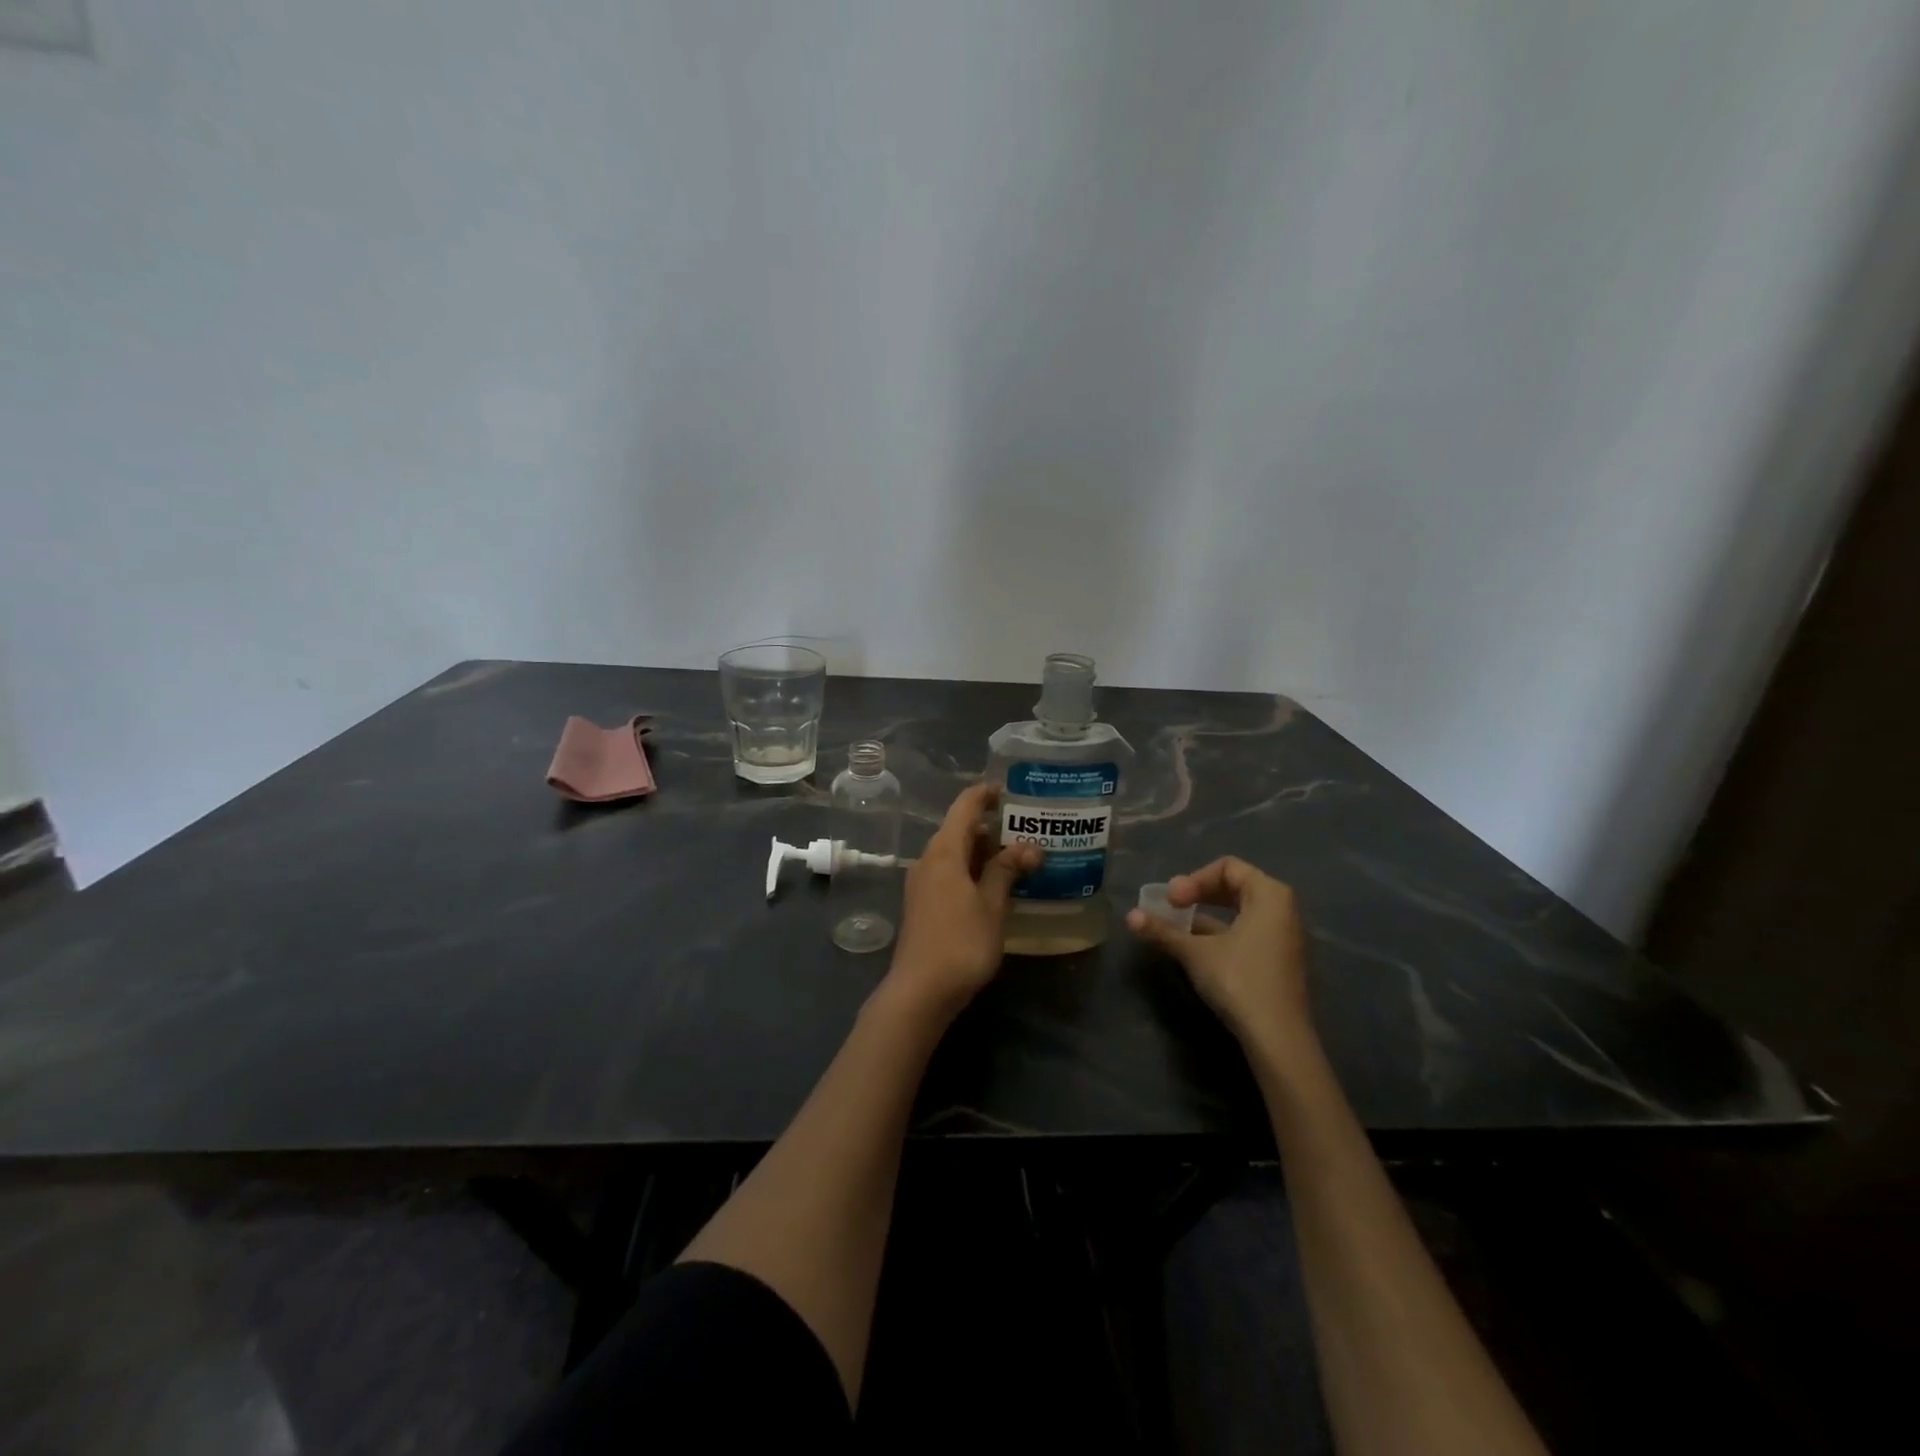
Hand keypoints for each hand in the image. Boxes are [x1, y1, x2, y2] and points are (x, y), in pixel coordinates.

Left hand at [882, 784, 1038, 1024]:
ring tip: (1018, 858)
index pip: (965, 807)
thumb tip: (1028, 846)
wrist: (920, 991)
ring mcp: (922, 883)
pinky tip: (995, 886)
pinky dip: (972, 871)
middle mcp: (928, 860)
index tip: (1010, 790)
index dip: (986, 794)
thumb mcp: (992, 906)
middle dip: (992, 827)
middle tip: (1027, 831)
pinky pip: (949, 873)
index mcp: (943, 852)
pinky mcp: (923, 904)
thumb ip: (1007, 871)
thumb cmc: (960, 943)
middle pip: (959, 830)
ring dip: (983, 852)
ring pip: (955, 853)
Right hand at [1126, 857, 1313, 1052]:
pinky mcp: (1278, 960)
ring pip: (1239, 910)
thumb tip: (1129, 917)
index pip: (1227, 867)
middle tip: (1172, 907)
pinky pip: (1246, 930)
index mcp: (1269, 895)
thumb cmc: (1239, 980)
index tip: (1171, 900)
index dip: (1194, 879)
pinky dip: (1220, 932)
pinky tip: (1195, 948)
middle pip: (1235, 885)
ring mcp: (1283, 936)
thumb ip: (1163, 931)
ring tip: (1177, 926)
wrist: (1277, 1037)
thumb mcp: (1195, 953)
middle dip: (1199, 893)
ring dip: (1206, 914)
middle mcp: (1282, 909)